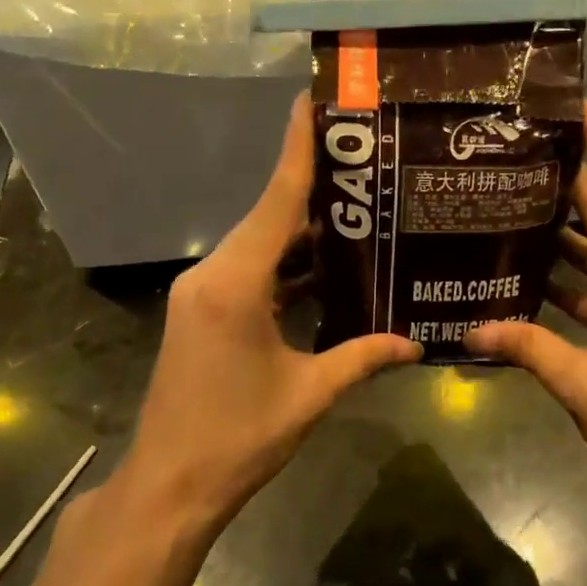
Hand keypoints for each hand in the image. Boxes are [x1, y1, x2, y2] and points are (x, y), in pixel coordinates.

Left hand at [117, 94, 420, 531]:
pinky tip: (327, 266)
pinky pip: (251, 271)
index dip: (297, 148)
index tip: (312, 100)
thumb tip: (417, 343)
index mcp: (235, 283)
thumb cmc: (237, 438)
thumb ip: (363, 357)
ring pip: (261, 245)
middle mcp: (212, 273)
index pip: (276, 200)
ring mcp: (202, 292)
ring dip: (303, 232)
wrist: (169, 485)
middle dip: (315, 188)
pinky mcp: (203, 311)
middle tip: (366, 162)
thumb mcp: (309, 394)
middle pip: (269, 217)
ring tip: (358, 209)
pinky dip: (286, 266)